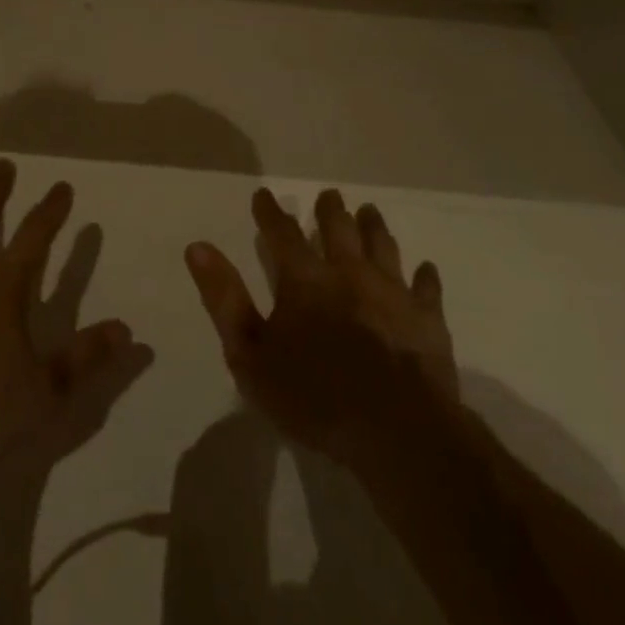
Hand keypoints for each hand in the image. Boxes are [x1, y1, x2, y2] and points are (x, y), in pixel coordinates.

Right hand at [185, 187, 458, 473]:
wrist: (396, 430)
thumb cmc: (314, 396)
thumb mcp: (250, 354)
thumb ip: (224, 299)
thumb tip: (198, 247)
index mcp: (305, 280)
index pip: (282, 233)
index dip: (270, 212)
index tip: (263, 194)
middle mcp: (349, 273)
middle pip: (339, 229)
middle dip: (330, 210)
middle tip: (329, 195)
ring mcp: (392, 292)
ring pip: (382, 246)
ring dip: (374, 227)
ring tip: (370, 211)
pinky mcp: (427, 318)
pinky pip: (426, 288)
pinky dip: (424, 276)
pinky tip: (425, 269)